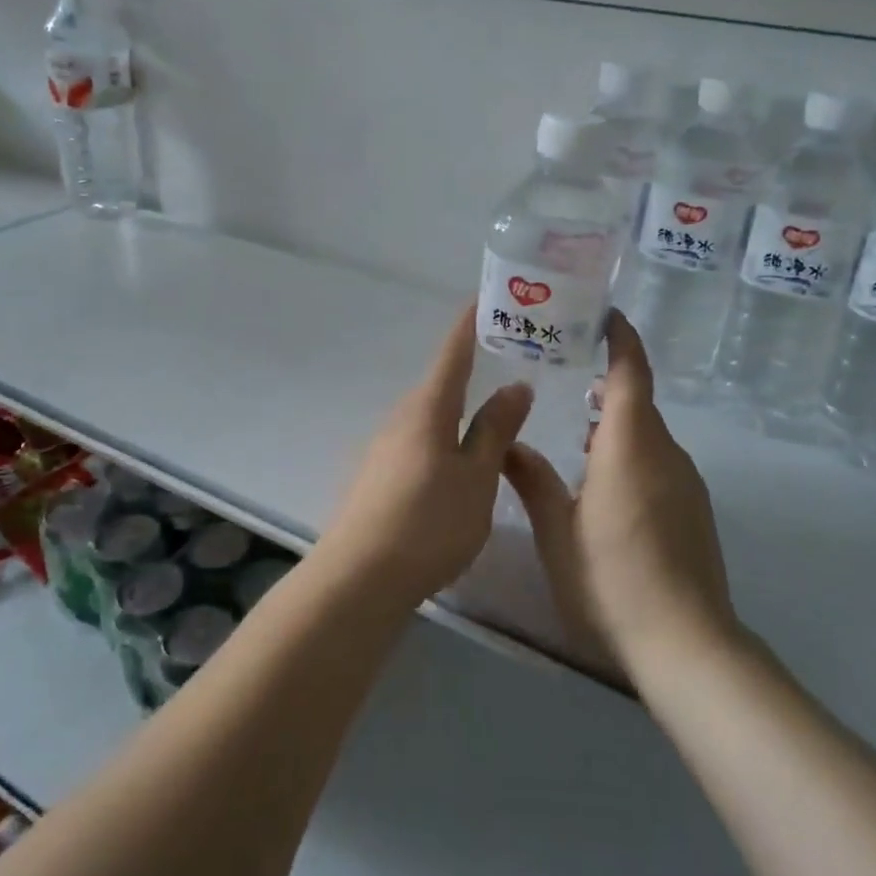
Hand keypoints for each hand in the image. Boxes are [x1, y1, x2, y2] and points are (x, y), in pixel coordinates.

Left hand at [317, 305, 533, 609]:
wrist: (360, 578)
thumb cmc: (429, 522)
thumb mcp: (477, 476)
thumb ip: (496, 430)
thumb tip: (516, 385)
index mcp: (428, 408)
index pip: (453, 352)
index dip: (470, 323)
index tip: (487, 297)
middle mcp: (401, 417)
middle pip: (441, 384)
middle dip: (474, 369)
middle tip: (512, 364)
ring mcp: (384, 447)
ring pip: (431, 417)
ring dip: (461, 409)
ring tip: (495, 416)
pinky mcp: (378, 476)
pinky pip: (419, 442)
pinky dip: (445, 437)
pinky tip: (460, 462)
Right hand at [504, 310, 737, 682]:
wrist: (686, 643)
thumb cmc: (610, 578)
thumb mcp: (556, 530)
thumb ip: (532, 480)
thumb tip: (510, 444)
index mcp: (630, 444)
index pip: (630, 372)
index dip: (620, 338)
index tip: (602, 314)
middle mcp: (665, 452)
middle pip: (637, 401)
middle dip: (606, 382)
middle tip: (566, 374)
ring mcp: (686, 482)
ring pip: (647, 435)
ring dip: (615, 424)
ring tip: (576, 432)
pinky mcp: (694, 509)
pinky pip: (659, 462)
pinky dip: (631, 454)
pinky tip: (603, 484)